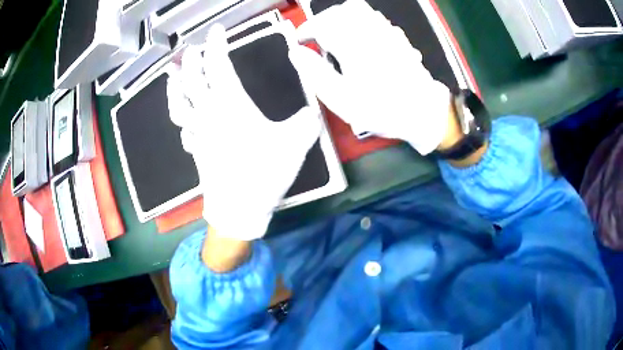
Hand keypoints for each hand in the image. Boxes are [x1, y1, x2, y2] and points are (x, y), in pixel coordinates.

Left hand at [166, 25, 320, 240]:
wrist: (238, 208)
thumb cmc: (263, 173)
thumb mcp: (295, 143)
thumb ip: (306, 121)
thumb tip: (313, 112)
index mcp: (230, 105)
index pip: (217, 65)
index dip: (216, 44)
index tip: (216, 31)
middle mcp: (208, 114)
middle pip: (191, 80)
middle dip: (191, 60)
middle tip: (192, 50)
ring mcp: (197, 133)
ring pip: (178, 104)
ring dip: (174, 87)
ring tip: (172, 77)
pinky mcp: (195, 149)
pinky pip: (183, 130)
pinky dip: (181, 120)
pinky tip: (184, 119)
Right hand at [290, 0, 450, 154]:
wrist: (422, 111)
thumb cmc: (382, 108)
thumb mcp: (342, 98)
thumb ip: (316, 73)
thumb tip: (296, 53)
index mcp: (353, 45)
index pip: (322, 24)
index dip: (306, 29)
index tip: (301, 40)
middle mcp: (370, 32)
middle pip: (340, 11)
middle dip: (323, 20)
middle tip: (317, 35)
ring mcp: (386, 31)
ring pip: (359, 9)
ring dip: (341, 17)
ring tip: (335, 33)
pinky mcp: (397, 36)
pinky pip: (375, 17)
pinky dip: (360, 20)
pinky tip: (359, 35)